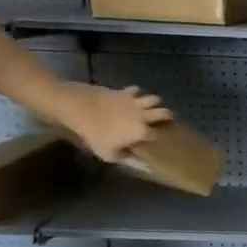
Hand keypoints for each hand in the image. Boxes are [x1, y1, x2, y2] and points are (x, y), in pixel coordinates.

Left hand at [43, 82, 171, 161]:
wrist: (81, 109)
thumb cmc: (95, 134)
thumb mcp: (107, 154)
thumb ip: (124, 156)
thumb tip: (133, 157)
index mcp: (142, 132)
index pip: (158, 134)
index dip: (158, 137)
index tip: (155, 139)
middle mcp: (144, 116)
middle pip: (165, 113)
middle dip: (166, 117)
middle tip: (161, 121)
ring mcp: (136, 102)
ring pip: (154, 99)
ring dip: (154, 104)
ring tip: (149, 108)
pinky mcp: (125, 91)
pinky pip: (136, 90)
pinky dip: (136, 94)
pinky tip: (132, 98)